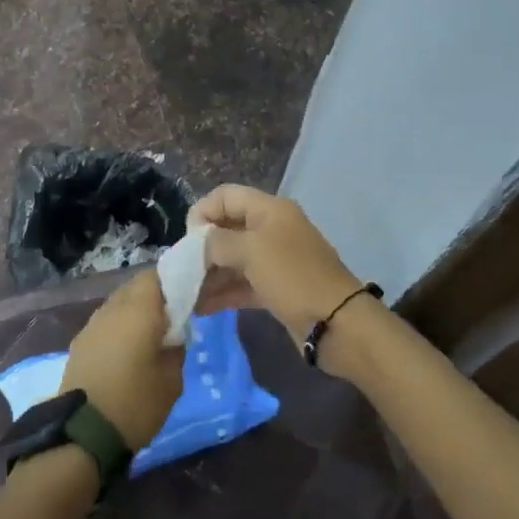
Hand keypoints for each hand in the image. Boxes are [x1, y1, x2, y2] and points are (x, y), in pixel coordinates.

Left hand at [61, 272, 183, 449]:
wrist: (82, 434)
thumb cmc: (135, 404)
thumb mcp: (172, 381)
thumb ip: (176, 349)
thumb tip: (173, 335)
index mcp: (138, 311)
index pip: (156, 276)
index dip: (173, 280)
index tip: (188, 295)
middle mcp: (112, 308)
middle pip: (135, 287)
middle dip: (155, 295)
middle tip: (173, 316)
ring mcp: (92, 324)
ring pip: (119, 303)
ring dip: (135, 311)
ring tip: (151, 335)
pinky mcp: (80, 342)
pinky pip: (106, 321)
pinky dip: (120, 327)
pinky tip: (129, 350)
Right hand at [189, 184, 363, 342]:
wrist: (336, 323)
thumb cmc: (292, 276)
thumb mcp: (250, 250)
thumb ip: (217, 242)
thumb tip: (199, 243)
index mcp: (269, 210)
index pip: (226, 196)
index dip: (203, 212)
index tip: (188, 240)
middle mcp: (272, 229)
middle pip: (227, 228)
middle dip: (202, 247)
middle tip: (182, 270)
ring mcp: (275, 260)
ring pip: (233, 260)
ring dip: (209, 274)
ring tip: (185, 295)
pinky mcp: (276, 289)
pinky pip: (242, 284)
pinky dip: (222, 293)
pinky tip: (200, 308)